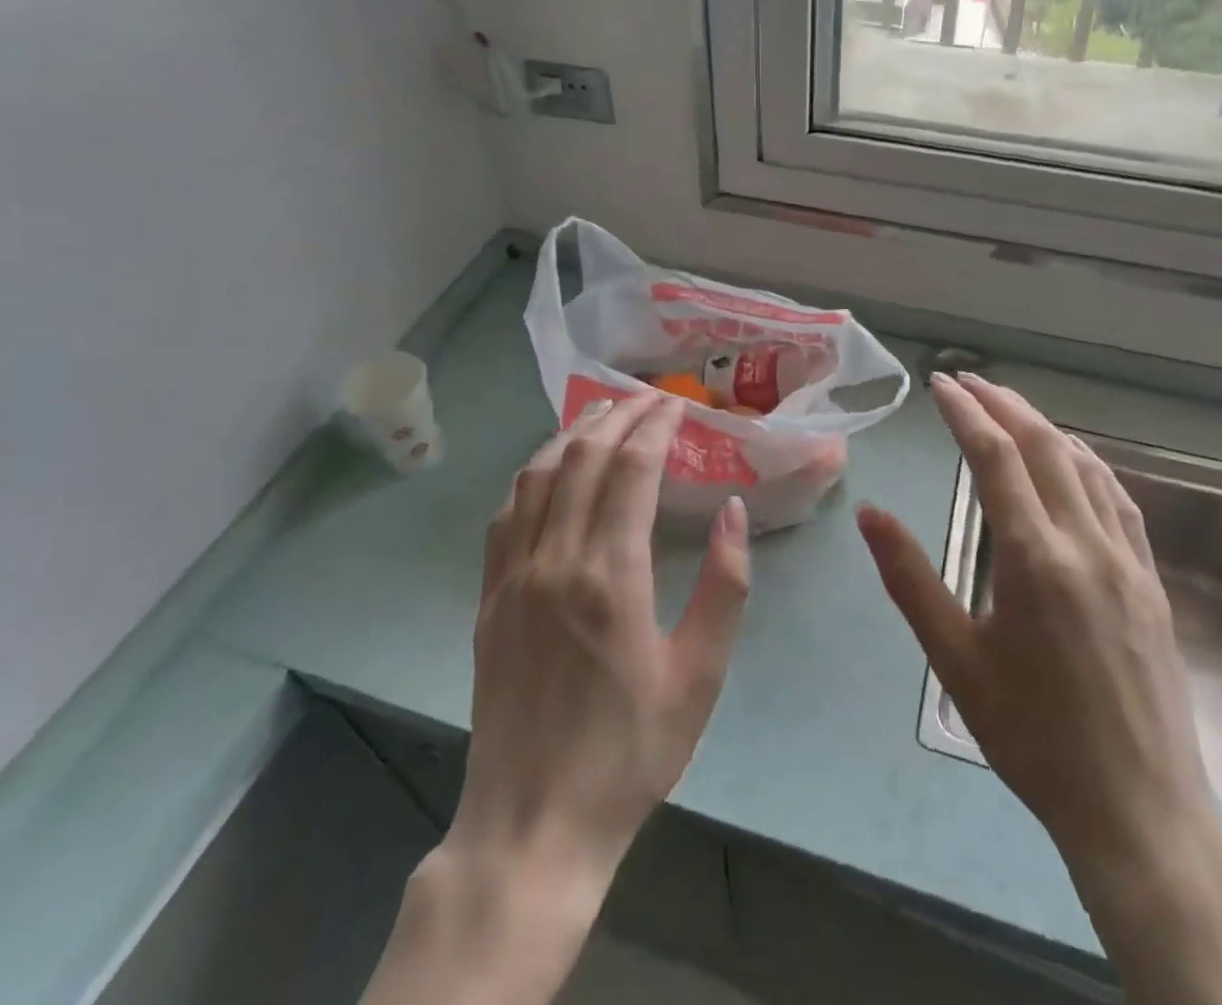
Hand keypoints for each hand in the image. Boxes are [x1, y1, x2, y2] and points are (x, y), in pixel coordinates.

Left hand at [362, 392, 749, 1004]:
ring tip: (601, 413)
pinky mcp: (489, 597)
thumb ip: (724, 585)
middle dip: (617, 417)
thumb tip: (732, 510)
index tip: (676, 404)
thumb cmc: (630, 751)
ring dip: (571, 434)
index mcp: (611, 576)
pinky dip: (531, 474)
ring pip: (536, 476)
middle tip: (647, 398)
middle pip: (582, 458)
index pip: (631, 469)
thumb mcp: (700, 675)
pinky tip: (548, 467)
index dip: (655, 426)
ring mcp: (514, 576)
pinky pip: (505, 514)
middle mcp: (555, 560)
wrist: (535, 822)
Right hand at [858, 374, 1221, 1004]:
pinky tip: (1073, 460)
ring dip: (1044, 426)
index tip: (941, 384)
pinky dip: (1086, 462)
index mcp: (1034, 557)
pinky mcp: (1150, 578)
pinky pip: (1118, 497)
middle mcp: (1086, 542)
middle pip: (1044, 445)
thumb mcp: (955, 659)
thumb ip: (910, 578)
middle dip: (1003, 403)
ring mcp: (1127, 558)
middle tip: (968, 381)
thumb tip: (870, 513)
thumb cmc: (1032, 736)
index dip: (966, 412)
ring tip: (1010, 408)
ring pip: (1085, 464)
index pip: (996, 456)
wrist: (1137, 809)